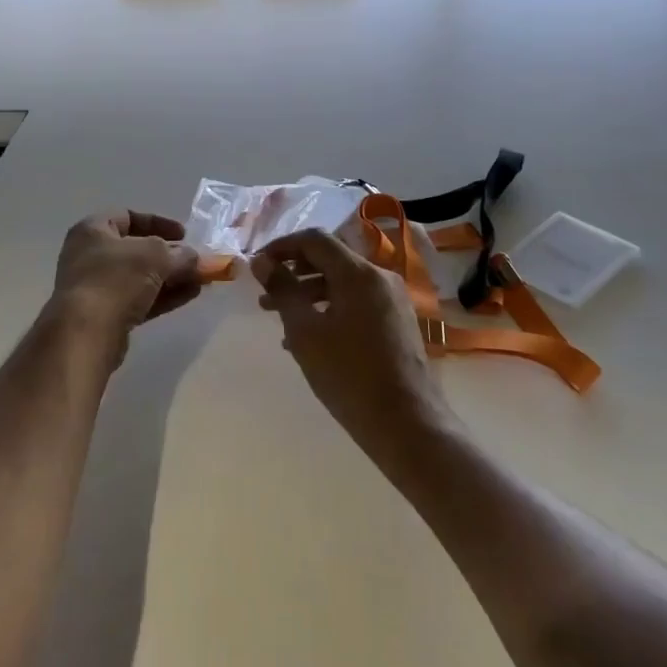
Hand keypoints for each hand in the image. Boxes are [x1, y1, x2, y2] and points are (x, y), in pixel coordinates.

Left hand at [49, 210, 202, 360]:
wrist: (86, 333)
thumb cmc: (115, 279)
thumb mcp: (154, 256)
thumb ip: (178, 254)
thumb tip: (193, 257)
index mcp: (92, 231)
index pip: (127, 217)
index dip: (158, 223)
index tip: (184, 234)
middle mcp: (89, 256)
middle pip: (136, 250)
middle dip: (170, 255)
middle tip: (195, 261)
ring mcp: (96, 288)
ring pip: (140, 278)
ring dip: (171, 277)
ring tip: (201, 280)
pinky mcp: (105, 316)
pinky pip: (139, 299)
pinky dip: (163, 296)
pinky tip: (190, 295)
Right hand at [253, 228, 451, 460]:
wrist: (408, 427)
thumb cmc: (349, 376)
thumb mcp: (305, 332)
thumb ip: (283, 290)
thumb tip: (262, 261)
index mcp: (359, 273)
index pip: (315, 239)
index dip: (282, 246)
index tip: (257, 266)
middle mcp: (380, 277)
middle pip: (330, 258)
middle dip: (294, 271)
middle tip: (265, 294)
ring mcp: (393, 300)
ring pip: (343, 282)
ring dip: (309, 292)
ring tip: (279, 317)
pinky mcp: (398, 322)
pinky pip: (357, 301)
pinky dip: (329, 307)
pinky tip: (310, 336)